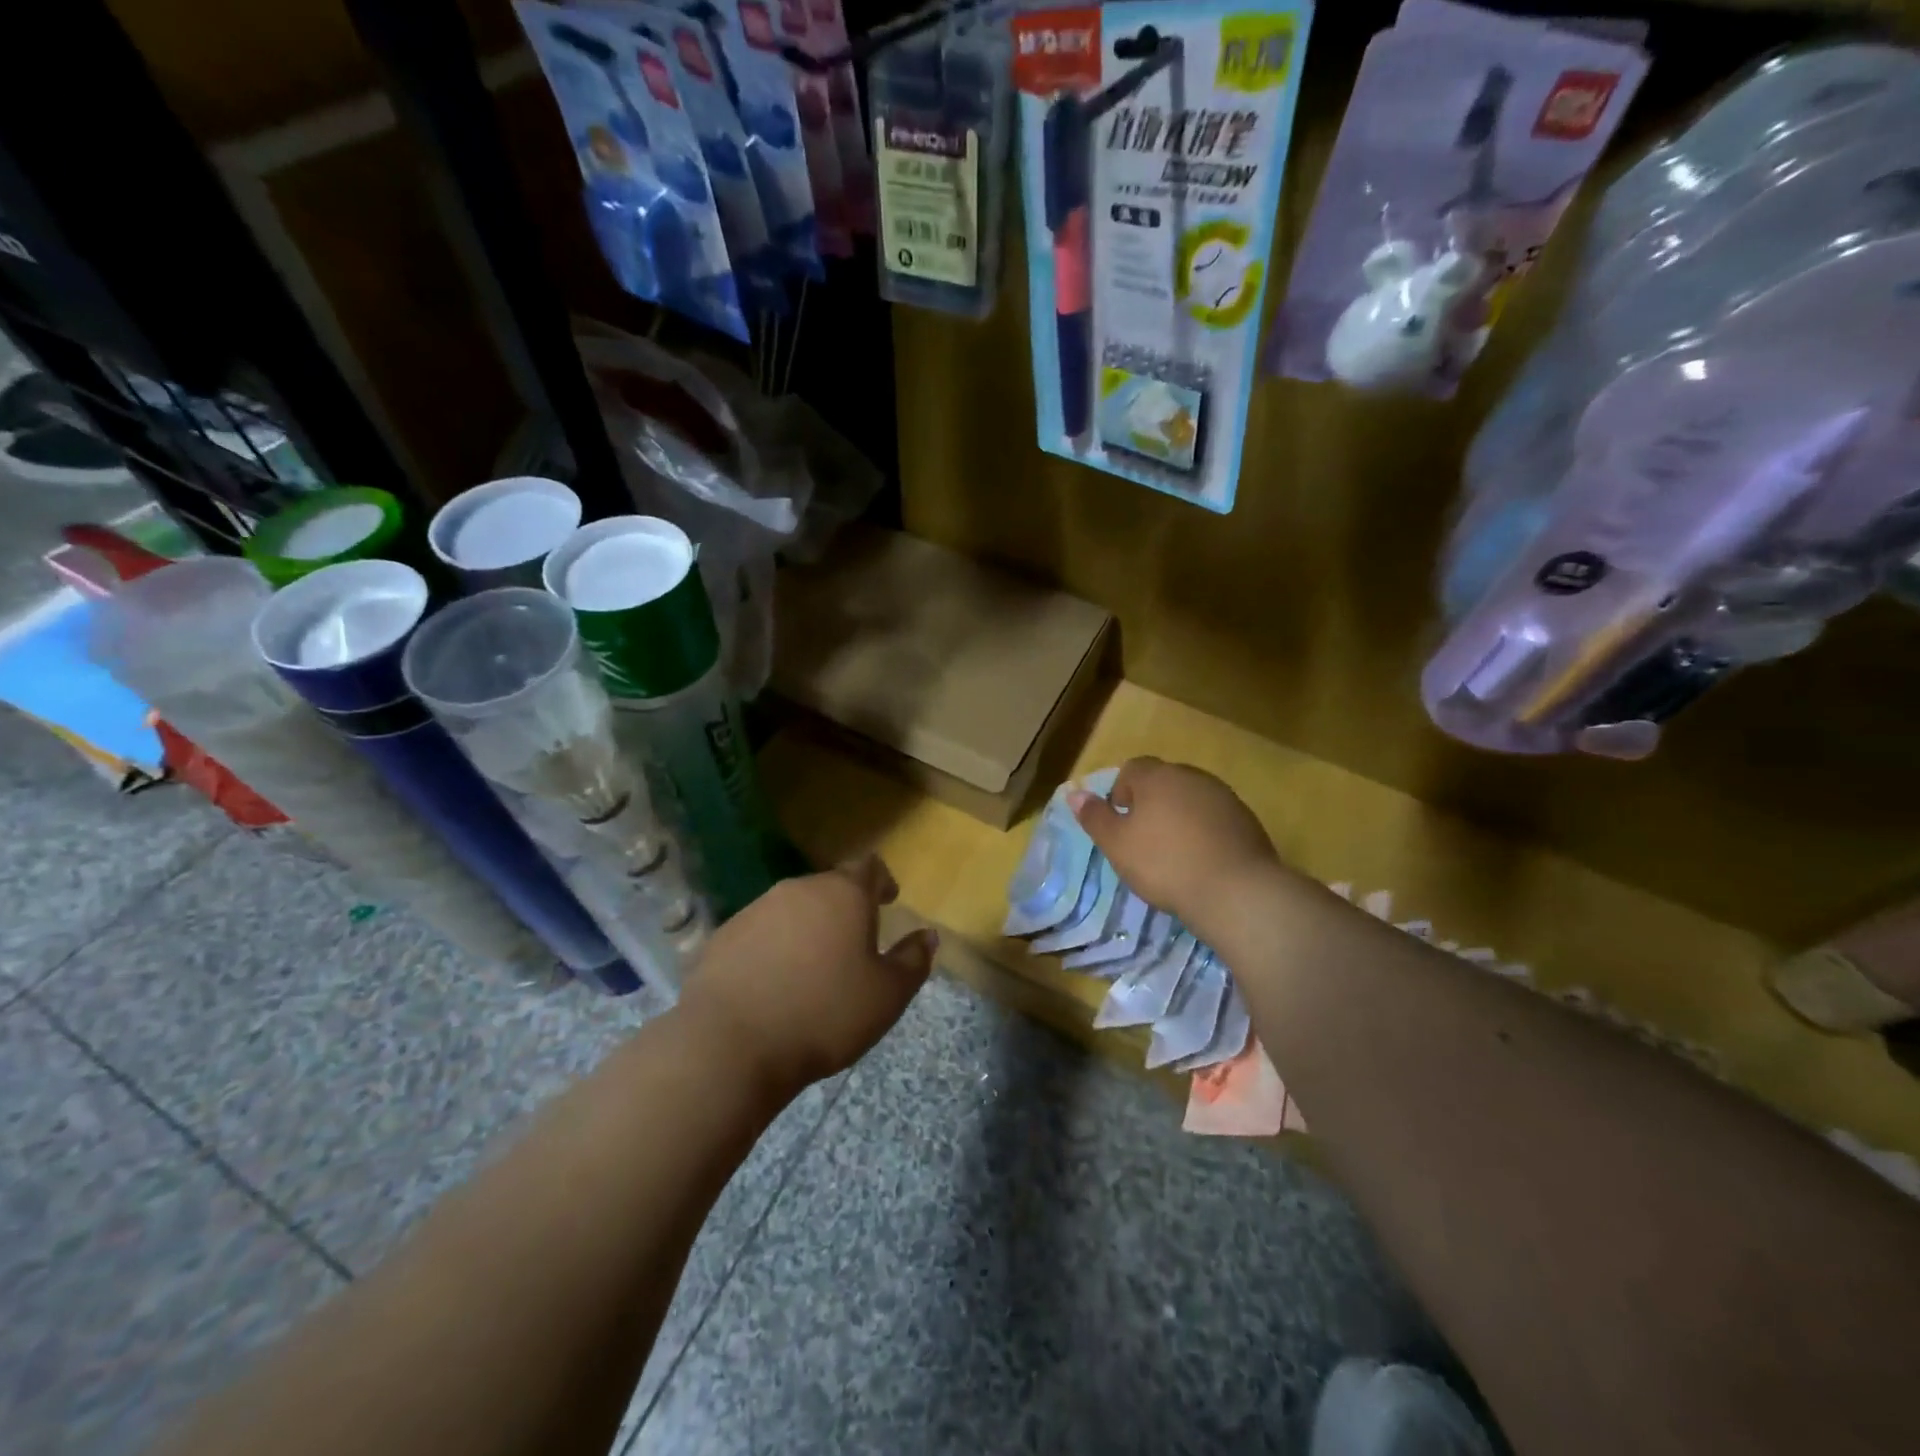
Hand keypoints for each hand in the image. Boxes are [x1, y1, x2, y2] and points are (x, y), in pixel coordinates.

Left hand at [677, 856, 936, 1100]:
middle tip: (854, 943)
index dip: (881, 881)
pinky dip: (773, 948)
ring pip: (793, 909)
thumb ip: (913, 960)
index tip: (888, 900)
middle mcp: (799, 889)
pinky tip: (773, 984)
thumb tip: (928, 936)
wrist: (731, 1044)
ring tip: (813, 967)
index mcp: (843, 894)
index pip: (869, 867)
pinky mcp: (724, 936)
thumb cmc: (824, 1014)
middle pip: (829, 887)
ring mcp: (756, 909)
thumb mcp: (887, 995)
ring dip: (808, 928)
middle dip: (844, 909)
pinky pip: (760, 933)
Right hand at [1067, 757, 1281, 932]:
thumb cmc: (1164, 864)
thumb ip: (1095, 817)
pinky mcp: (1247, 820)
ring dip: (1179, 816)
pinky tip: (1202, 860)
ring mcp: (1224, 796)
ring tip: (1174, 852)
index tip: (1121, 821)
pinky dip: (1204, 831)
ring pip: (1191, 798)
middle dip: (1151, 802)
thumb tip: (1075, 794)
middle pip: (1164, 780)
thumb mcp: (1117, 844)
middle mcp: (1192, 777)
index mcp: (1158, 776)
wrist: (1235, 891)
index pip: (1132, 768)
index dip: (1121, 791)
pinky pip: (1215, 817)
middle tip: (1143, 838)